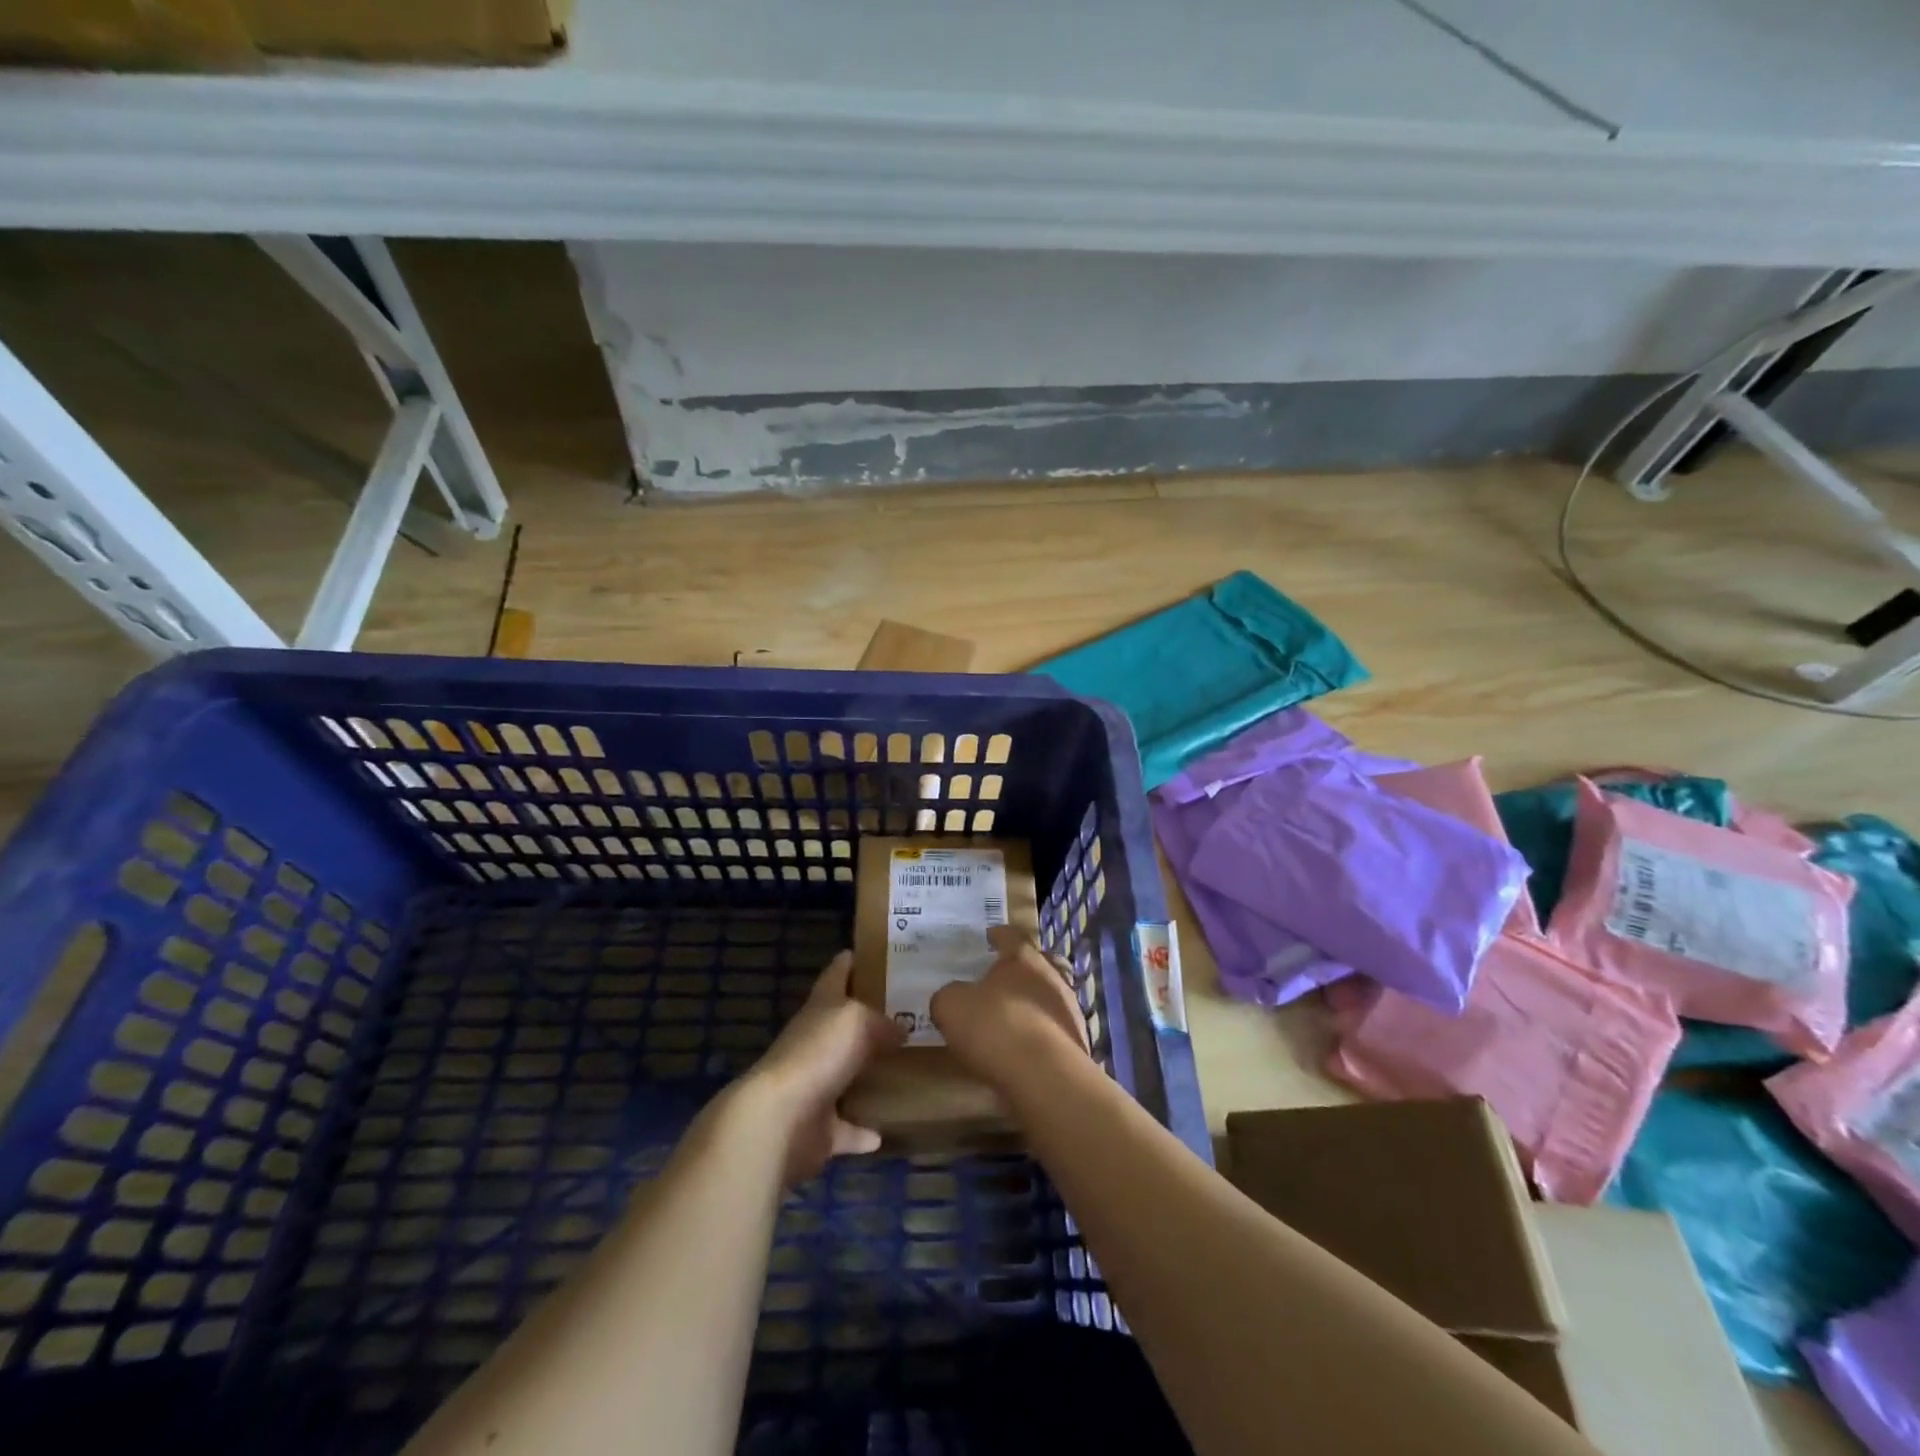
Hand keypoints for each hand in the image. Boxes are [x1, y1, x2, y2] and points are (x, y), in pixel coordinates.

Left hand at [740, 951, 903, 1184]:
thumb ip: (882, 1021)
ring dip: (868, 1076)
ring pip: (846, 1076)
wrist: (779, 1120)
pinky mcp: (818, 1128)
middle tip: (912, 1015)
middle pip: (844, 1025)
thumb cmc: (818, 1054)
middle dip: (872, 1020)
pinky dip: (863, 1131)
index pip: (837, 973)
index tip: (880, 953)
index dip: (854, 960)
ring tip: (906, 1069)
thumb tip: (900, 1031)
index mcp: (821, 1007)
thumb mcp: (857, 1019)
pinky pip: (847, 1129)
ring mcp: (814, 1086)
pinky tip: (886, 1131)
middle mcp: (814, 1042)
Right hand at [930, 926, 1089, 1090]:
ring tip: (1012, 1018)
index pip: (1011, 935)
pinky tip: (1024, 1048)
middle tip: (1002, 978)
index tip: (989, 936)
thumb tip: (951, 997)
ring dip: (1032, 1003)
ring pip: (1049, 996)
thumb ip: (949, 996)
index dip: (998, 935)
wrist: (1045, 1077)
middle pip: (1038, 962)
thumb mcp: (951, 1007)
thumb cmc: (996, 1027)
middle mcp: (1051, 975)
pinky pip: (1053, 1028)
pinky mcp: (1076, 1041)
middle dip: (1021, 968)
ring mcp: (1069, 1009)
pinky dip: (1040, 1032)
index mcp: (1022, 957)